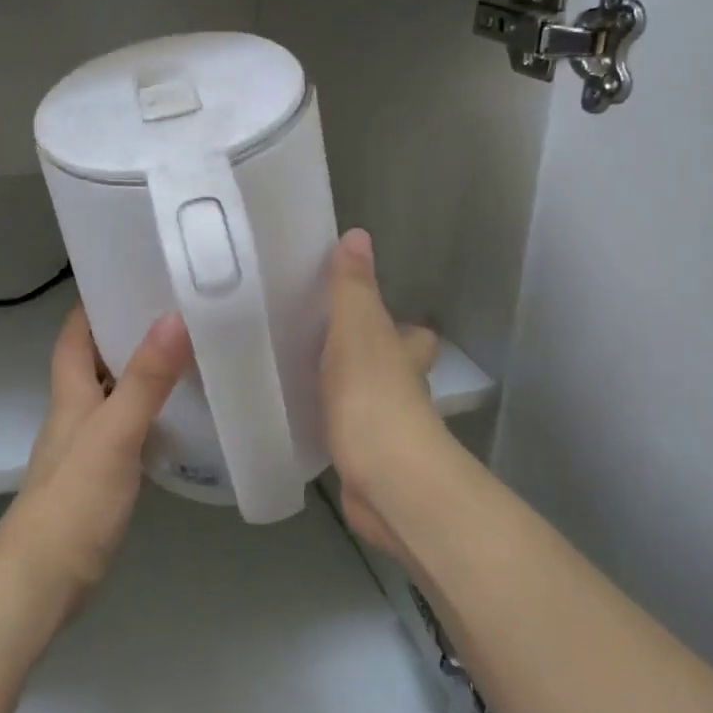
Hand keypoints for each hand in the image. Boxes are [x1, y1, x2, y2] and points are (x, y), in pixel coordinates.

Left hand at [0, 306, 191, 612]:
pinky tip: (176, 418)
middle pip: (94, 361)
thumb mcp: (115, 433)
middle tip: (171, 309)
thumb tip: (173, 317)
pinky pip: (125, 429)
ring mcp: (85, 448)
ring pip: (111, 395)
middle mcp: (74, 413)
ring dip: (138, 373)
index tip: (129, 276)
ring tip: (183, 353)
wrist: (42, 581)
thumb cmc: (74, 499)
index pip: (73, 335)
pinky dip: (146, 414)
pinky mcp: (99, 478)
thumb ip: (145, 380)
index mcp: (70, 395)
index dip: (93, 304)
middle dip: (124, 332)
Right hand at [321, 230, 446, 559]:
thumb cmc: (372, 394)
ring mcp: (385, 428)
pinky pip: (345, 434)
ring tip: (302, 376)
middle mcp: (402, 389)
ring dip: (346, 391)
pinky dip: (330, 426)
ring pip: (367, 401)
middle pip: (393, 368)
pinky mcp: (364, 460)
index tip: (366, 317)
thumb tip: (358, 234)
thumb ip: (352, 287)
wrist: (385, 478)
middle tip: (324, 346)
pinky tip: (300, 420)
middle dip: (370, 359)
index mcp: (403, 354)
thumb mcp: (357, 329)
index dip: (399, 325)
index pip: (412, 334)